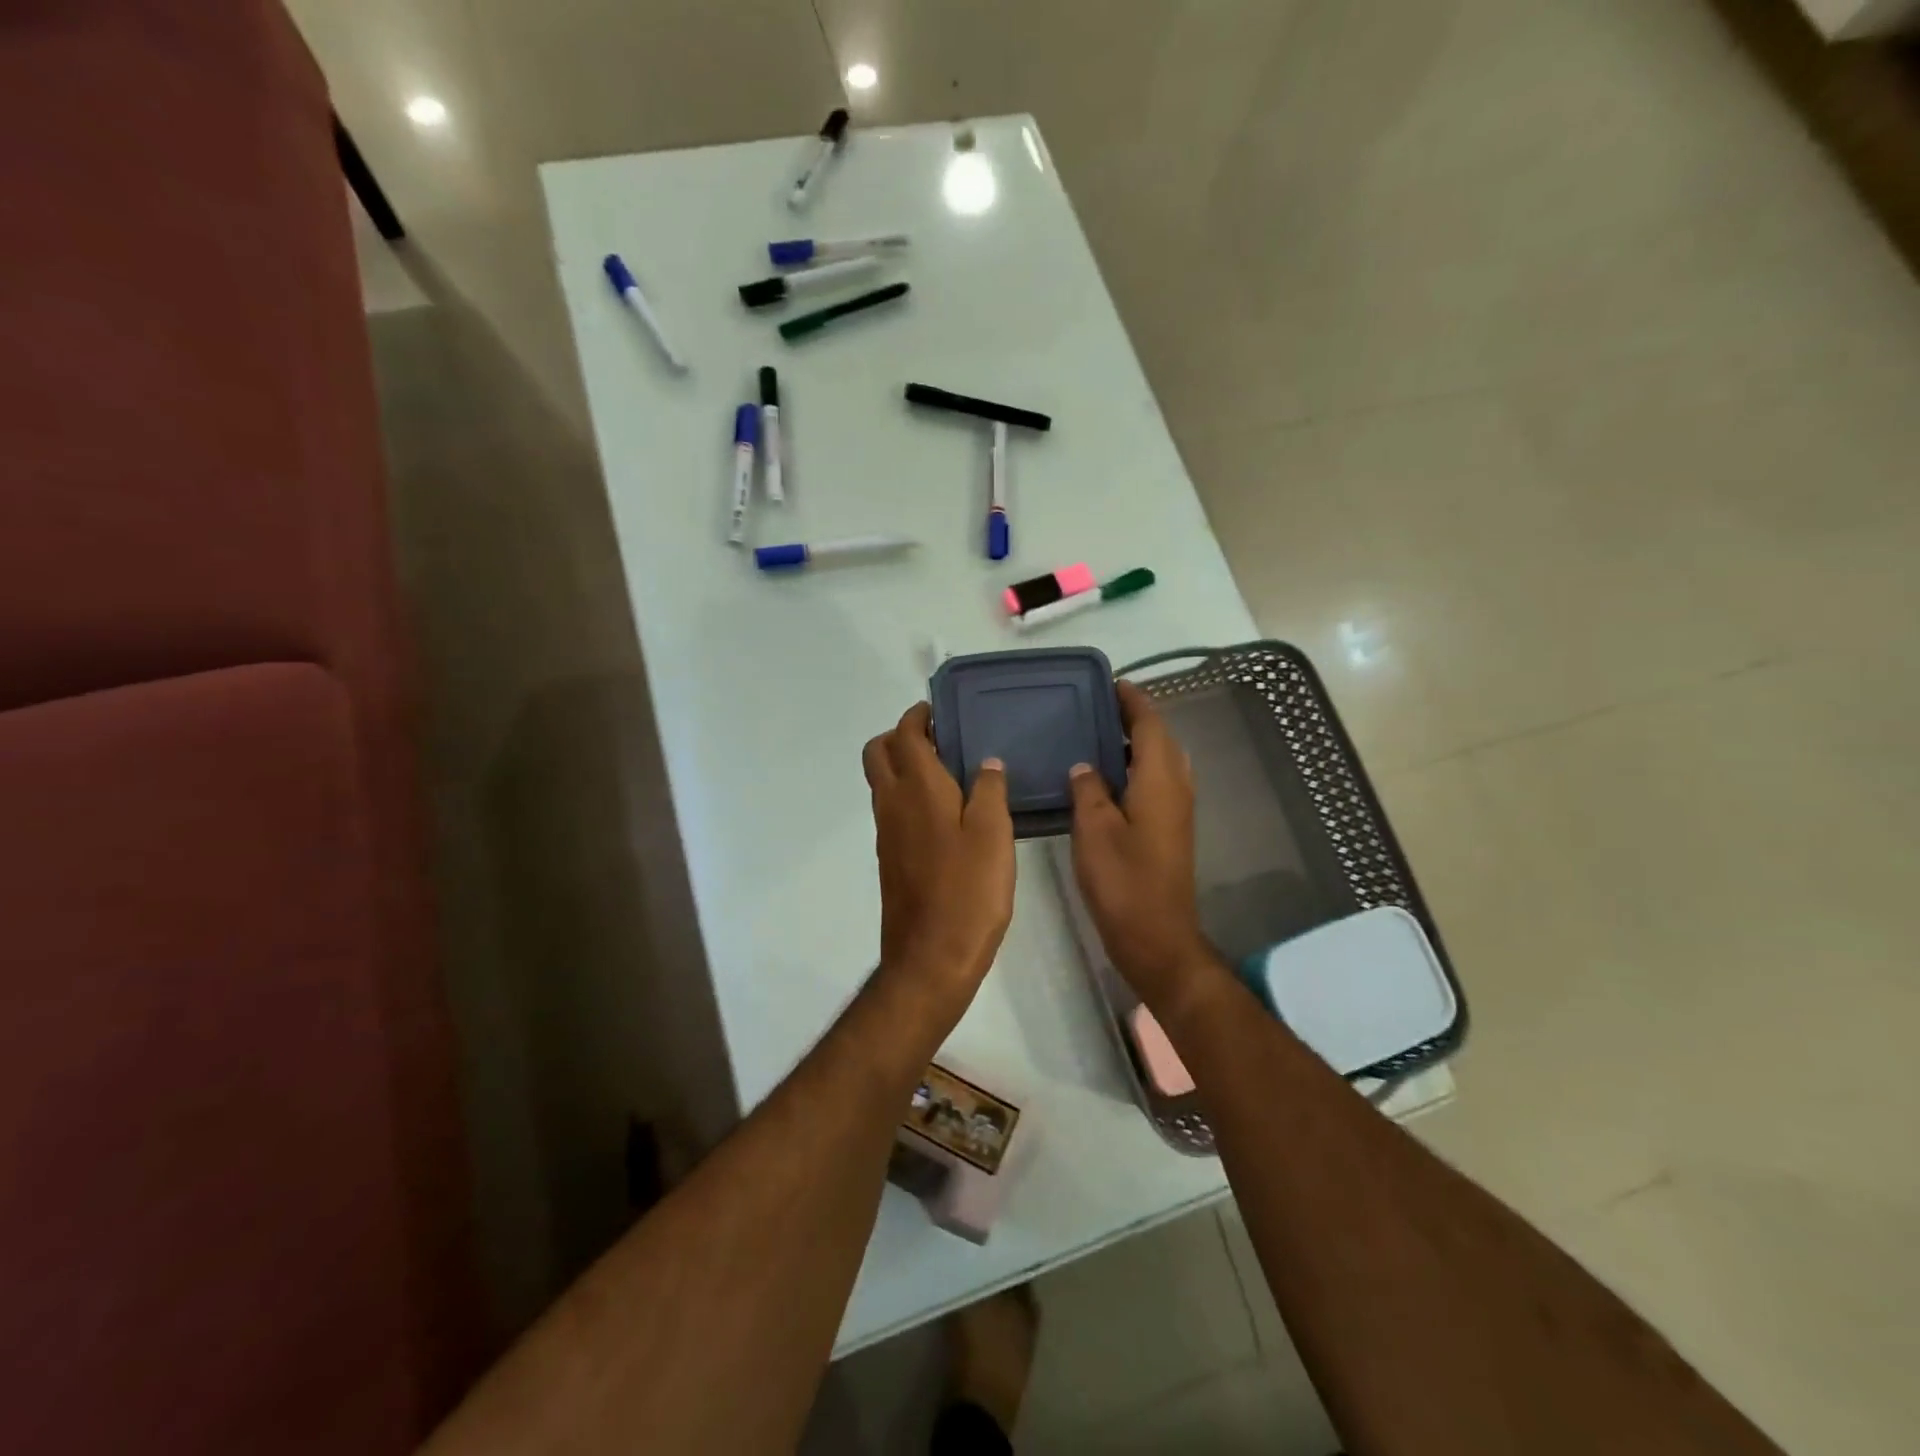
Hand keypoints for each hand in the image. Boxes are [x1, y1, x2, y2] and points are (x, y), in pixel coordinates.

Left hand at [863, 702, 1014, 1009]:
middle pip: (877, 752)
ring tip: (949, 772)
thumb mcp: (994, 835)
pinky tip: (945, 813)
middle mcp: (892, 804)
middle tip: (940, 740)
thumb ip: (990, 791)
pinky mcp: (889, 858)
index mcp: (918, 789)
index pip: (905, 735)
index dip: (918, 717)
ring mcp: (886, 833)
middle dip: (900, 736)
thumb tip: (987, 762)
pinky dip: (908, 795)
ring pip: (882, 781)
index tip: (939, 712)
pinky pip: (891, 809)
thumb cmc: (969, 892)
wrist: (930, 957)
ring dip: (903, 765)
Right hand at [1069, 682, 1214, 1013]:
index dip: (1132, 701)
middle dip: (1133, 718)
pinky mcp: (1170, 829)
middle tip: (1094, 708)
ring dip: (1134, 743)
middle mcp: (1176, 787)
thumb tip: (1084, 765)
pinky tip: (1105, 778)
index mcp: (1160, 780)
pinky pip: (1156, 781)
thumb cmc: (1123, 880)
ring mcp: (1177, 810)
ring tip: (1095, 736)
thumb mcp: (1094, 829)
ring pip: (1160, 761)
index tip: (1110, 683)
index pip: (1150, 724)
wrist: (1156, 936)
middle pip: (1160, 739)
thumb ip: (1088, 789)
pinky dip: (1135, 767)